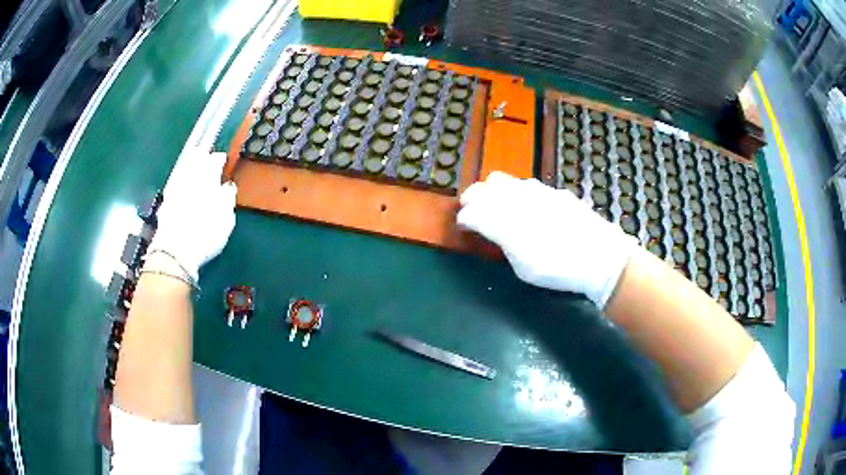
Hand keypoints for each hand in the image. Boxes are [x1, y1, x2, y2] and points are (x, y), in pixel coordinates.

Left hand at [147, 147, 236, 282]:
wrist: (175, 251)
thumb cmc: (205, 234)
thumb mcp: (226, 218)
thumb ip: (227, 198)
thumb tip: (227, 186)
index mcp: (208, 177)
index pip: (215, 159)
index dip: (221, 159)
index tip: (224, 162)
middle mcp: (190, 176)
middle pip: (197, 158)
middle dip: (203, 156)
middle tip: (208, 158)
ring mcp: (176, 186)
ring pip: (184, 166)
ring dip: (190, 163)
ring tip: (195, 164)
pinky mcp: (166, 198)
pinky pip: (175, 179)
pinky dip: (180, 177)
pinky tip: (182, 181)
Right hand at [457, 172, 638, 307]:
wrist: (600, 257)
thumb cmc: (559, 270)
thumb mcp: (523, 267)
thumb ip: (503, 243)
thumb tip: (489, 229)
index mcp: (506, 223)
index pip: (473, 212)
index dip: (463, 219)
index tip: (462, 226)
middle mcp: (517, 199)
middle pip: (484, 188)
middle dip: (472, 198)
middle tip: (472, 212)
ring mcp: (537, 191)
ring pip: (503, 181)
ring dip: (493, 192)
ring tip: (496, 207)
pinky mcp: (554, 191)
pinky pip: (526, 184)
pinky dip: (516, 193)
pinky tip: (526, 207)